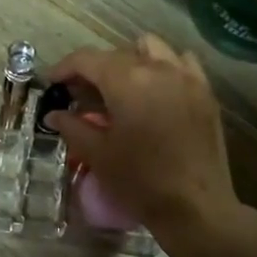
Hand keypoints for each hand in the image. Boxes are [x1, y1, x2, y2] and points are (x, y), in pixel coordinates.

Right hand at [45, 35, 240, 246]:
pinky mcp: (205, 93)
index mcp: (126, 80)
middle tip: (80, 94)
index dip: (64, 67)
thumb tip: (54, 114)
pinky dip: (164, 67)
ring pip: (151, 49)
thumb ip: (72, 127)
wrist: (196, 208)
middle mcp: (158, 68)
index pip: (87, 59)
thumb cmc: (140, 181)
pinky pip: (182, 62)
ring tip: (119, 87)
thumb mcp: (98, 155)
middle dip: (93, 69)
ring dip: (129, 61)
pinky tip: (156, 89)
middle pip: (116, 54)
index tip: (51, 82)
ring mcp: (186, 77)